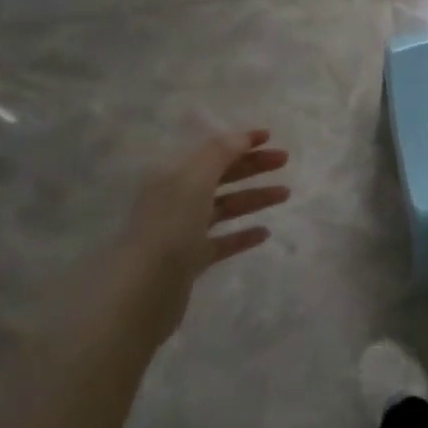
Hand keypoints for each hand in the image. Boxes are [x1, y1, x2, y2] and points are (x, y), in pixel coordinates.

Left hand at [108, 129, 288, 347]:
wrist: (142, 291)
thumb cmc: (169, 227)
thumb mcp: (194, 180)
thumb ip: (219, 153)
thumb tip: (241, 136)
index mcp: (171, 176)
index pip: (210, 151)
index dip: (239, 142)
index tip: (270, 137)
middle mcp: (175, 199)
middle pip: (219, 176)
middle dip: (251, 166)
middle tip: (283, 161)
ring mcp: (182, 231)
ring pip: (224, 207)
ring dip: (254, 197)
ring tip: (285, 194)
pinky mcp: (189, 261)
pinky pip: (221, 242)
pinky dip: (242, 235)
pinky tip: (264, 232)